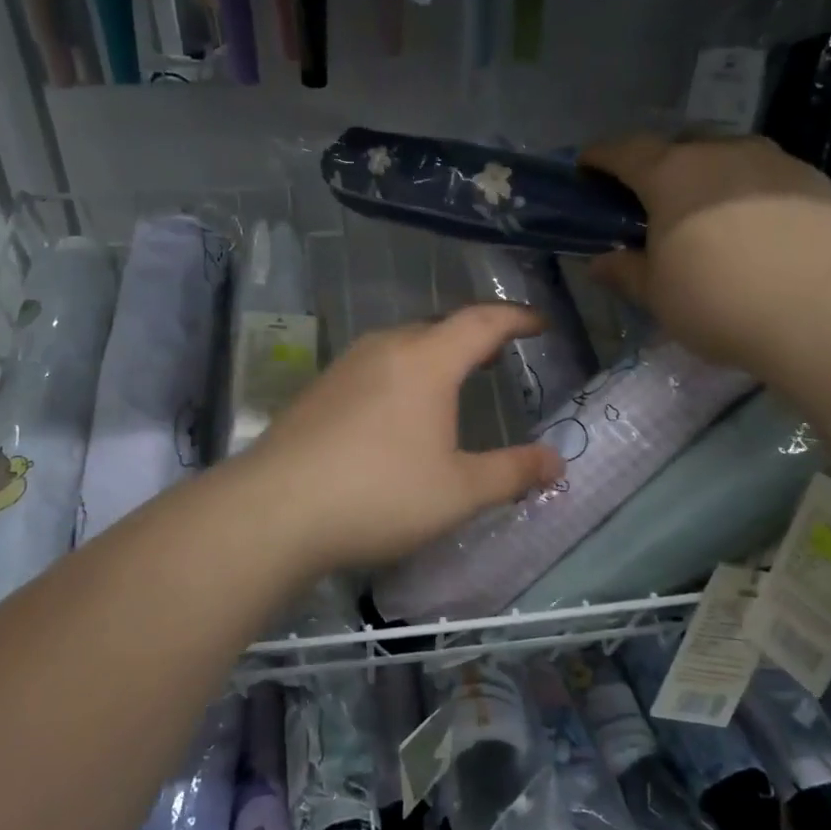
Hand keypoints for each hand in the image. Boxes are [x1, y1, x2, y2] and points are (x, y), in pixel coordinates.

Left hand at [244, 305, 565, 574]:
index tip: (539, 323)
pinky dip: (402, 373)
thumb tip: (557, 462)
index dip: (516, 318)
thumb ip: (512, 472)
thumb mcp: (458, 491)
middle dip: (474, 336)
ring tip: (452, 378)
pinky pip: (374, 366)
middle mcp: (386, 348)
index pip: (482, 322)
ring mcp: (345, 366)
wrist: (273, 511)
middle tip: (498, 355)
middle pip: (439, 327)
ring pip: (402, 345)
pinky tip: (397, 410)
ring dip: (434, 354)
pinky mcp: (318, 389)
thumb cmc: (379, 495)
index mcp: (427, 361)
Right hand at [581, 135, 830, 369]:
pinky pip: (769, 177)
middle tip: (654, 200)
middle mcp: (721, 152)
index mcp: (671, 175)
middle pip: (679, 145)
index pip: (624, 151)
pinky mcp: (814, 180)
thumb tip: (600, 262)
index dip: (600, 156)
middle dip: (659, 165)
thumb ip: (625, 271)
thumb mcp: (657, 295)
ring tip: (711, 213)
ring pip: (728, 156)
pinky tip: (758, 229)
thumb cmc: (717, 302)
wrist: (818, 314)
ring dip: (710, 176)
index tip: (587, 166)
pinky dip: (752, 193)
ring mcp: (773, 161)